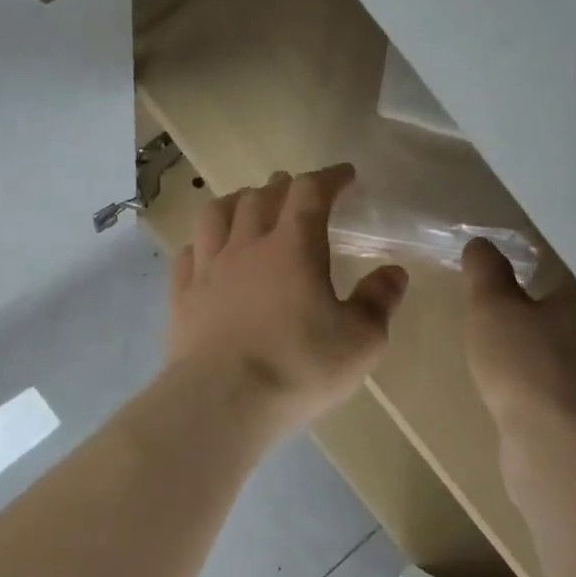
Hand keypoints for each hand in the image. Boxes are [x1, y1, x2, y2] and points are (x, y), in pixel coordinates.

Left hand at [168, 165, 408, 432]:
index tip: (344, 175)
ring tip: (247, 205)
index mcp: (294, 247)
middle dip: (283, 186)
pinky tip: (206, 251)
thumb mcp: (359, 341)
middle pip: (261, 197)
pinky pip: (188, 253)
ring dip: (237, 201)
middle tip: (295, 190)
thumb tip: (393, 272)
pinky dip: (202, 242)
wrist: (222, 400)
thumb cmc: (298, 367)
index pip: (311, 193)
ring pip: (217, 215)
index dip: (329, 178)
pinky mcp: (182, 297)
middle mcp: (247, 246)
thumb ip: (378, 302)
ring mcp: (209, 269)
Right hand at [462, 238, 575, 434]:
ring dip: (538, 341)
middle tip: (500, 299)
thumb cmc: (524, 364)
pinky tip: (515, 380)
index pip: (564, 268)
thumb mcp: (492, 307)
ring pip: (562, 344)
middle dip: (537, 303)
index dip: (535, 262)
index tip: (508, 262)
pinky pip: (555, 377)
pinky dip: (537, 373)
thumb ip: (486, 271)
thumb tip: (482, 244)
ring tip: (503, 339)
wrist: (554, 445)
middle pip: (566, 307)